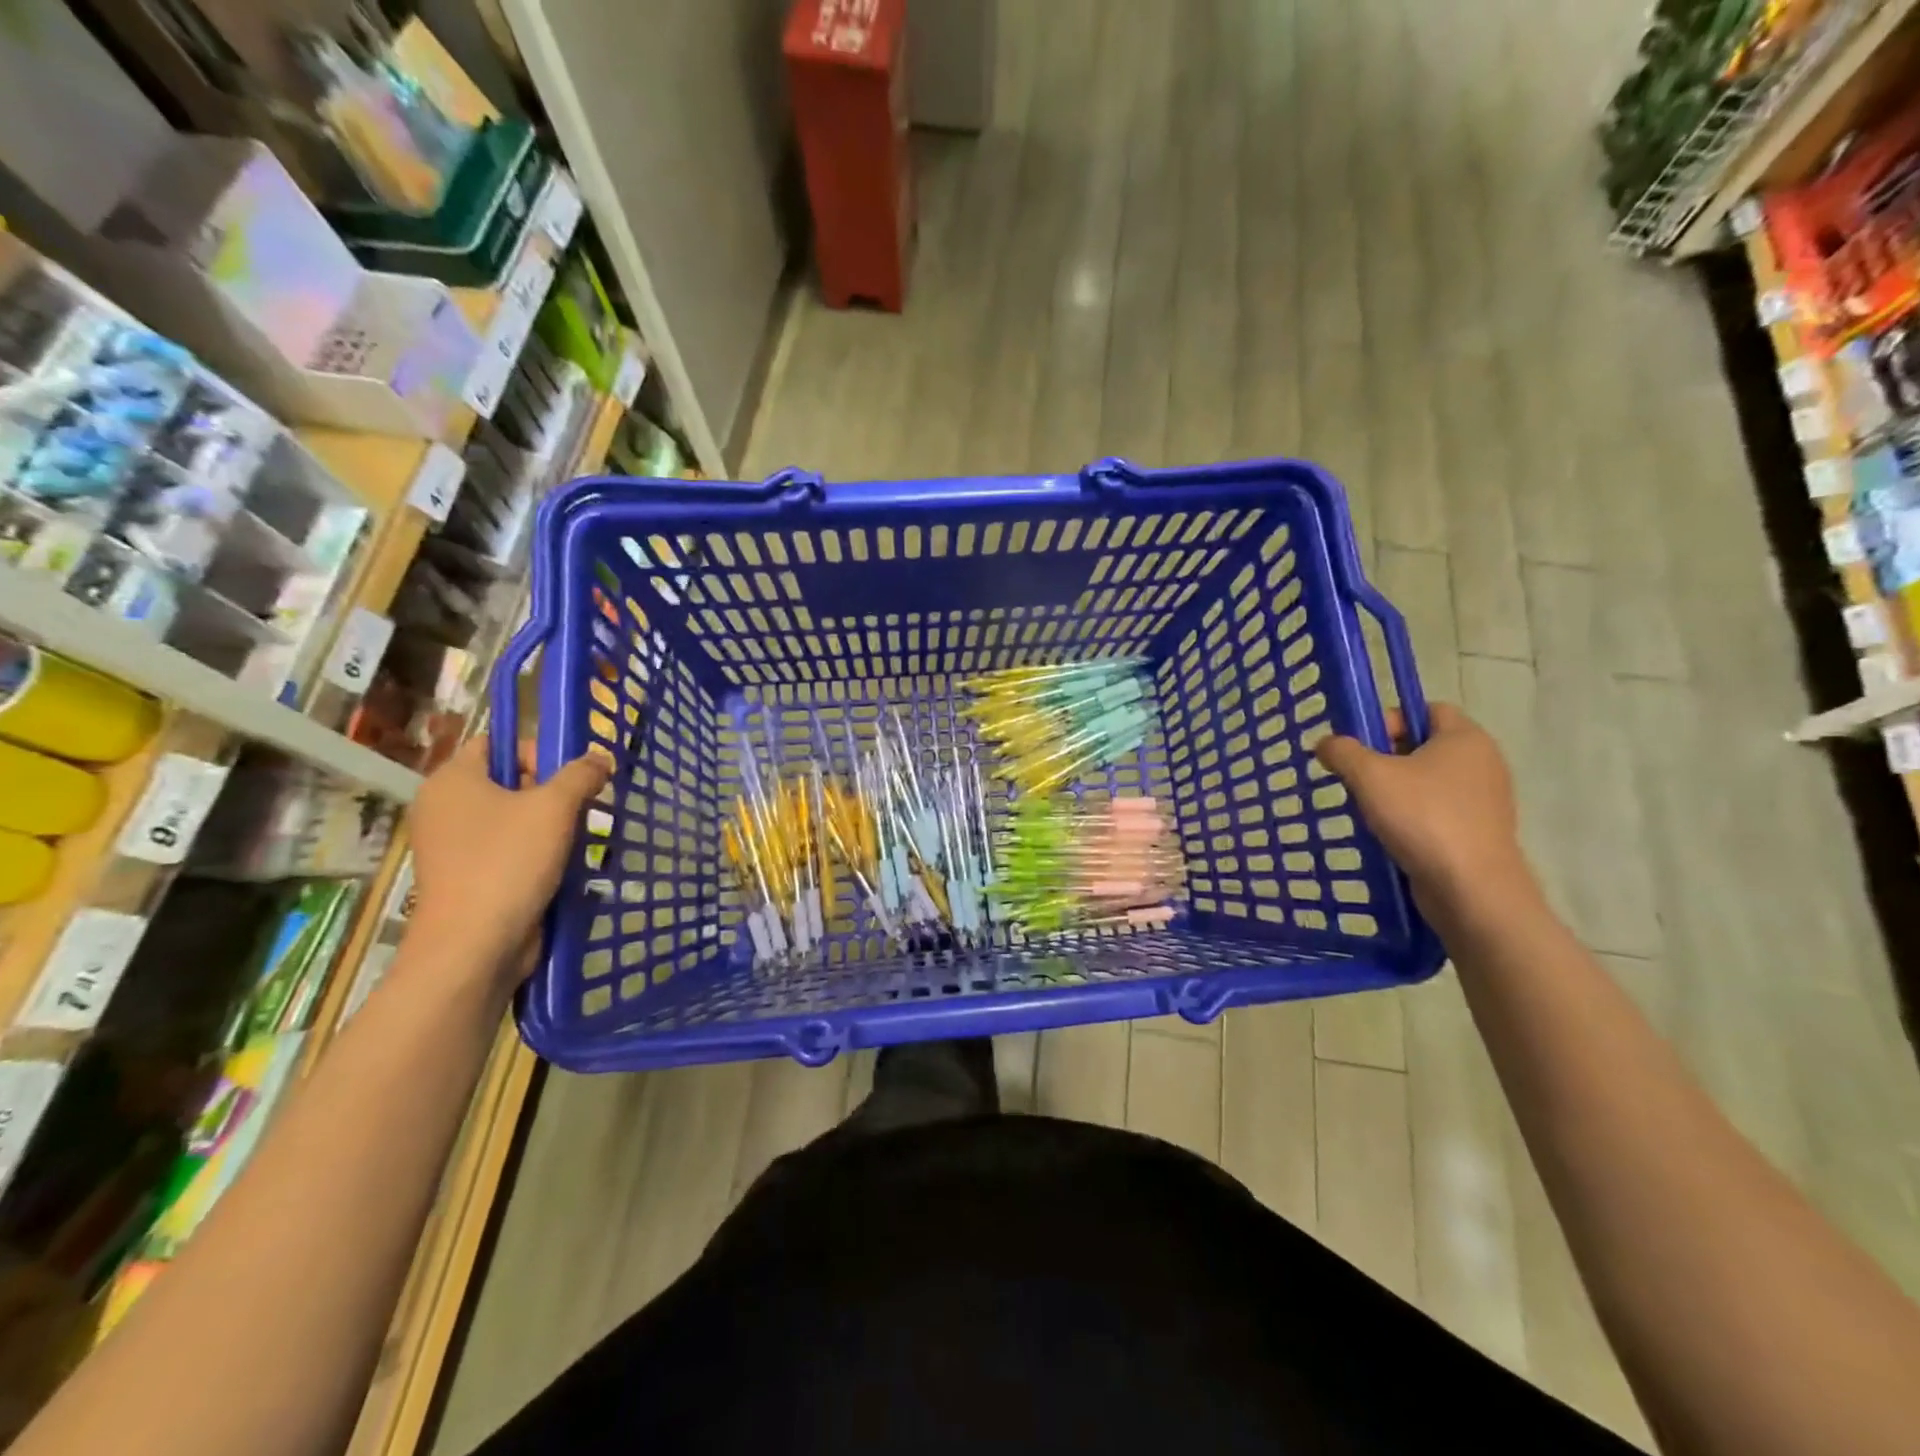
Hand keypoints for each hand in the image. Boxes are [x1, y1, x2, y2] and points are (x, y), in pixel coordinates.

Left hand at [406, 735, 610, 987]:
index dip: (537, 751)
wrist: (475, 946)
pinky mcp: (466, 879)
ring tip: (577, 842)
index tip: (571, 778)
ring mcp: (452, 847)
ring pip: (512, 820)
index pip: (496, 744)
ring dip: (550, 828)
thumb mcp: (555, 807)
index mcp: (452, 781)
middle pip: (508, 782)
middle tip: (583, 811)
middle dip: (552, 794)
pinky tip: (562, 869)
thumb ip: (581, 774)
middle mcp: (444, 808)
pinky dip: (536, 855)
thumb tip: (601, 758)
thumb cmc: (509, 862)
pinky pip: (507, 852)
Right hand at [1313, 703, 1531, 910]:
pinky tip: (1390, 834)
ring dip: (1395, 790)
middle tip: (1357, 778)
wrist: (1471, 888)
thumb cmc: (1423, 818)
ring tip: (1369, 809)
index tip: (1362, 746)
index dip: (1390, 719)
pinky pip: (1437, 811)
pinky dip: (1412, 817)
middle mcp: (1483, 762)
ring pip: (1428, 781)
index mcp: (1466, 737)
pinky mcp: (1479, 831)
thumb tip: (1326, 743)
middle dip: (1386, 758)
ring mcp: (1484, 800)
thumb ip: (1342, 752)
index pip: (1427, 709)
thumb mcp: (1369, 775)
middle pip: (1424, 745)